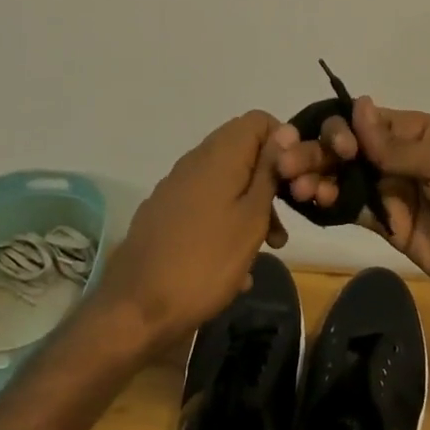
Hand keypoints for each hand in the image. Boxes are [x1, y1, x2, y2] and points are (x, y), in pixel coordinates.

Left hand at [99, 110, 294, 345]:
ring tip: (265, 250)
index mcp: (219, 154)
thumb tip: (285, 130)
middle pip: (243, 152)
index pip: (258, 120)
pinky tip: (234, 268)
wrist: (136, 309)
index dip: (282, 144)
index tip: (293, 181)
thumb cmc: (205, 261)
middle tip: (282, 225)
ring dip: (250, 208)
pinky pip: (206, 206)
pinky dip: (225, 224)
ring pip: (225, 182)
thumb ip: (269, 171)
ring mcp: (176, 187)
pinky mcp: (164, 213)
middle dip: (268, 183)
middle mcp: (195, 160)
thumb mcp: (251, 218)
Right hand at [276, 97, 429, 311]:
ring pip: (345, 179)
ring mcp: (392, 192)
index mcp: (413, 132)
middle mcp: (396, 157)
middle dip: (318, 154)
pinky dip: (331, 205)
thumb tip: (359, 107)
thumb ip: (397, 146)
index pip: (365, 122)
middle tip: (287, 166)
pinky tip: (312, 203)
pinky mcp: (390, 227)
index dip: (342, 129)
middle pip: (348, 150)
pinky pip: (354, 210)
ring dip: (319, 179)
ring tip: (298, 189)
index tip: (336, 147)